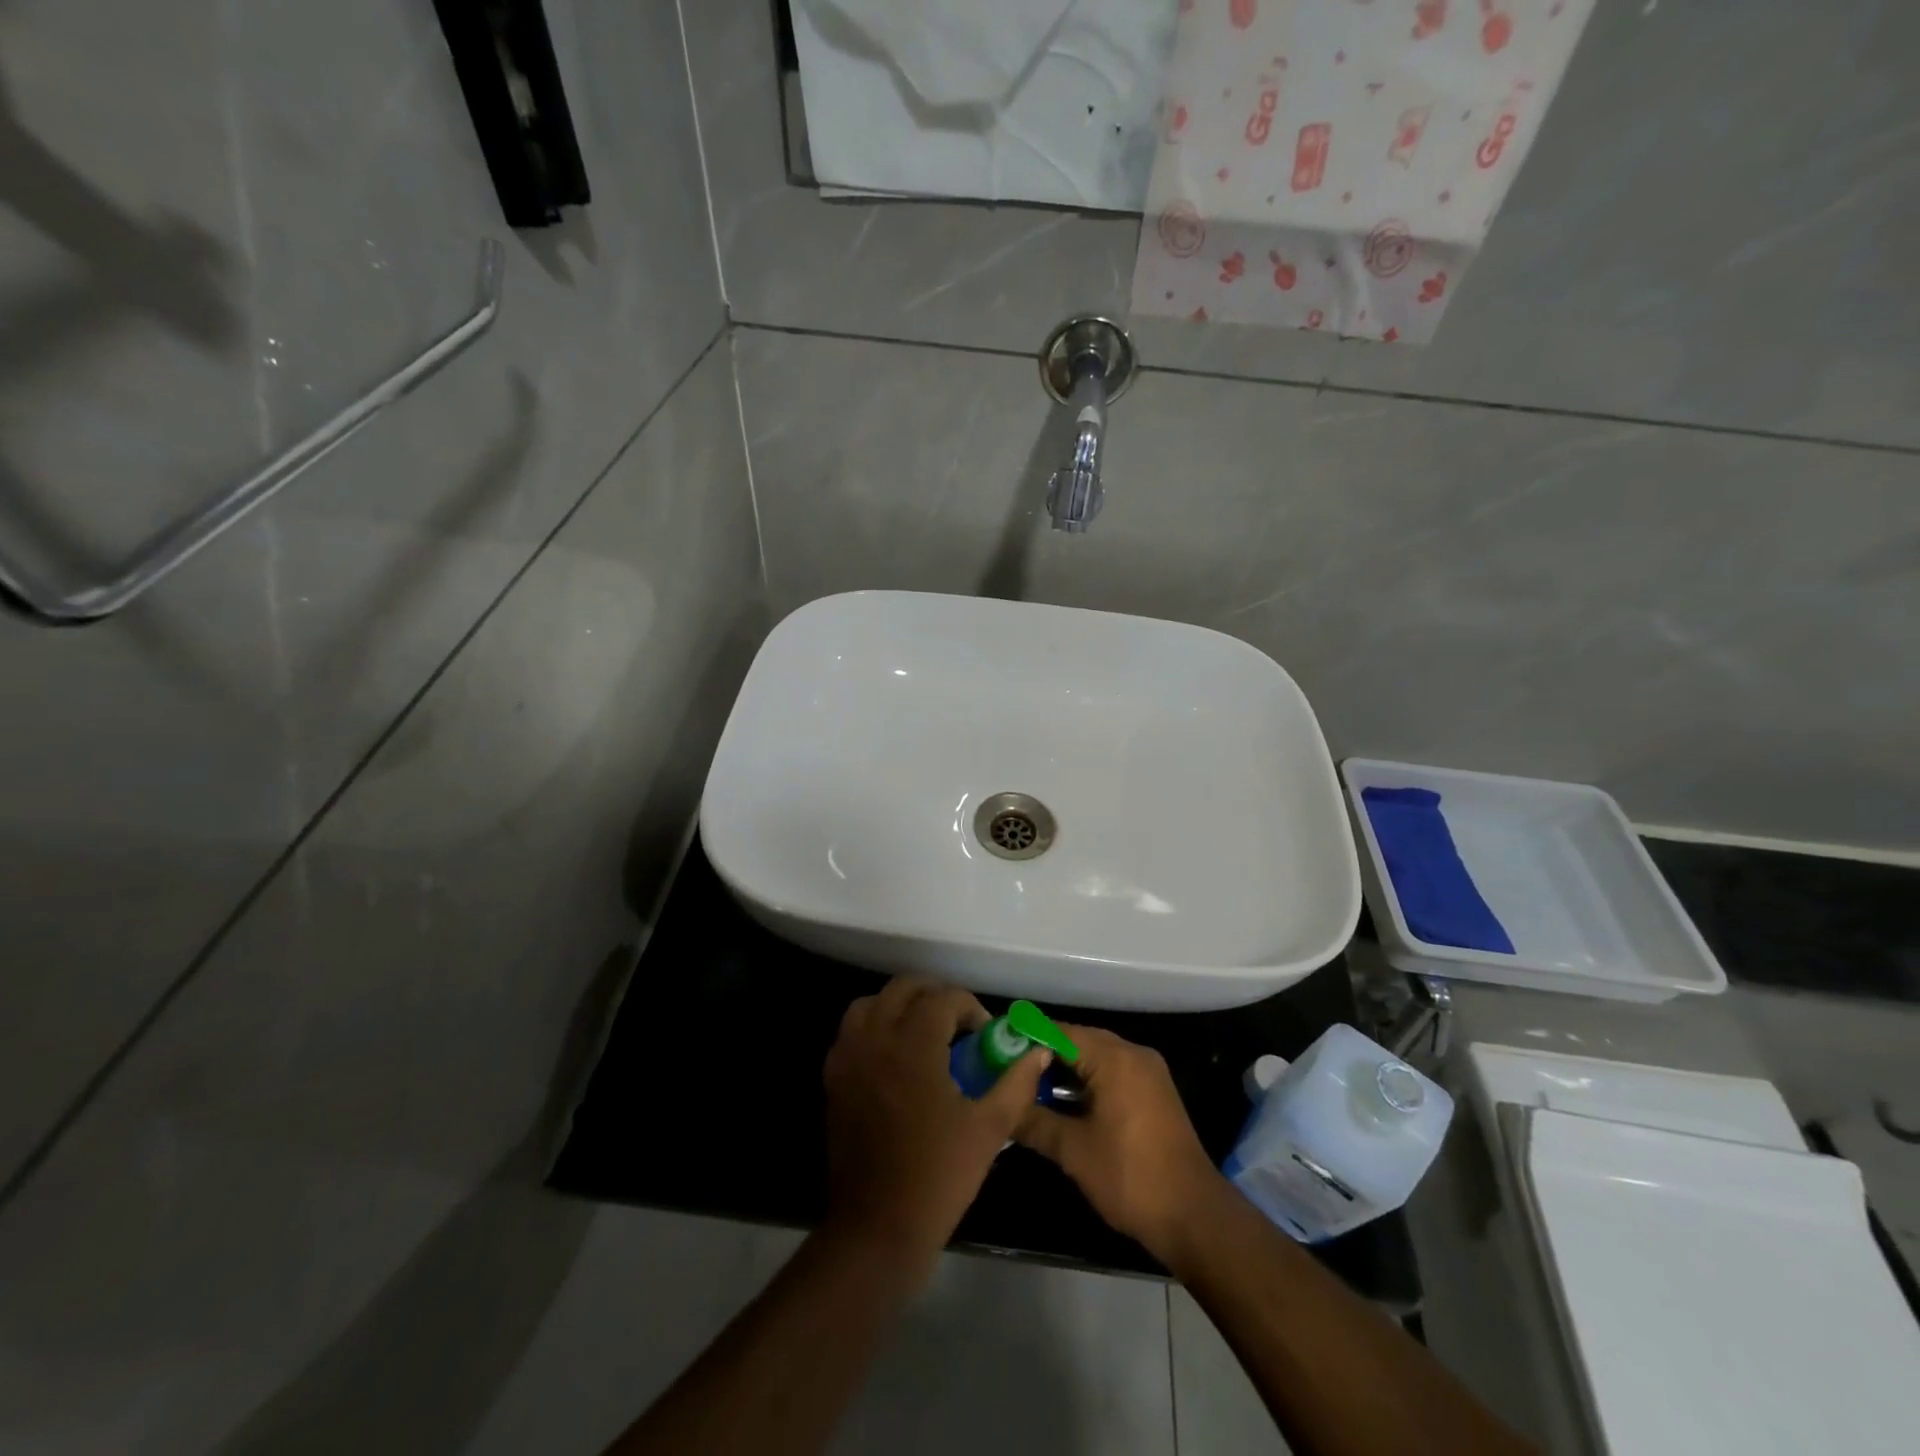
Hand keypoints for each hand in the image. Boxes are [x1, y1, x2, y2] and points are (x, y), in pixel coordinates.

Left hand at [822, 977, 1049, 1281]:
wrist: (877, 1227)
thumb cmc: (938, 1176)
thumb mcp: (989, 1128)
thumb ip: (1016, 1083)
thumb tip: (1037, 1051)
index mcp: (913, 1044)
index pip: (943, 997)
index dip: (969, 1008)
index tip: (984, 1035)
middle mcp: (876, 1038)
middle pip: (904, 988)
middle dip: (935, 996)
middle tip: (958, 1025)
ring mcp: (848, 1056)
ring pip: (872, 1003)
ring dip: (901, 1006)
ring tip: (925, 1033)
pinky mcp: (833, 1077)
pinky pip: (852, 1031)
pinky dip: (875, 1027)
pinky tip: (896, 1057)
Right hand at [1015, 1026, 1222, 1260]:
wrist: (1194, 1216)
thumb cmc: (1130, 1177)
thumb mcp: (1074, 1151)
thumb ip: (1035, 1122)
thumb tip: (1003, 1109)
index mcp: (1114, 1058)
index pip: (1060, 1032)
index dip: (1027, 1037)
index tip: (998, 1046)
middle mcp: (1133, 1054)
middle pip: (1078, 1040)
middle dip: (1043, 1053)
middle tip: (1007, 1067)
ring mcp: (1148, 1073)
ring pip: (1095, 1057)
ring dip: (1065, 1068)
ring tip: (1028, 1084)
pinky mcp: (1154, 1092)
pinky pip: (1112, 1072)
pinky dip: (1086, 1080)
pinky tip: (1062, 1100)